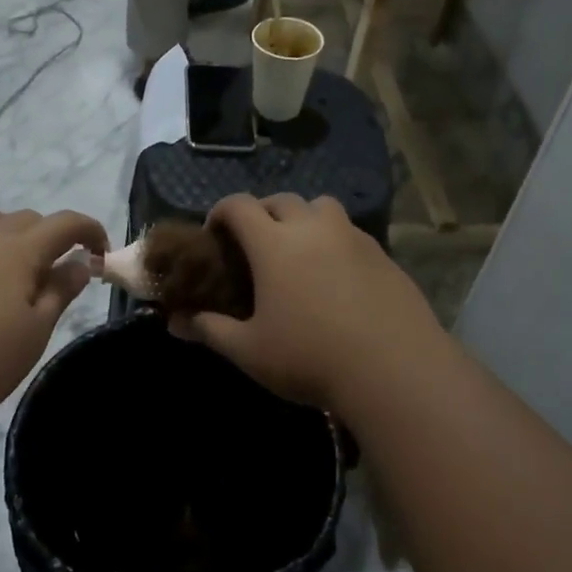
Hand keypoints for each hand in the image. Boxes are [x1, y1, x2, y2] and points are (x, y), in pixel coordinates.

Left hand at [0, 206, 107, 421]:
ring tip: (10, 259)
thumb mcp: (36, 332)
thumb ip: (59, 293)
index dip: (90, 231)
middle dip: (50, 237)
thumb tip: (80, 263)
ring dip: (3, 228)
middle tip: (58, 275)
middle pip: (26, 219)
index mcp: (20, 251)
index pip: (65, 223)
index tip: (102, 255)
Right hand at [174, 194, 441, 407]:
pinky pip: (350, 233)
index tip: (213, 232)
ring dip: (303, 219)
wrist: (396, 371)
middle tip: (254, 245)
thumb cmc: (310, 358)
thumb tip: (175, 322)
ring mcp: (354, 238)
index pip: (239, 205)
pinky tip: (335, 277)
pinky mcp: (384, 255)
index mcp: (275, 243)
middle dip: (261, 214)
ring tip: (298, 252)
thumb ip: (209, 330)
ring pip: (322, 208)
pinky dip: (334, 241)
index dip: (220, 212)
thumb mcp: (249, 350)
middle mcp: (314, 228)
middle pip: (281, 200)